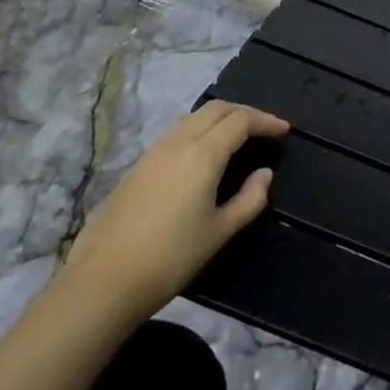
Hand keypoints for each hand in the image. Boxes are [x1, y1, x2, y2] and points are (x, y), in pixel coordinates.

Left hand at [59, 100, 288, 324]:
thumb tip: (264, 174)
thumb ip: (249, 199)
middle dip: (244, 112)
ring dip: (220, 118)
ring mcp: (153, 153)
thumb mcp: (220, 231)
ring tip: (238, 136)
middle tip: (265, 127)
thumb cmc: (171, 257)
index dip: (266, 121)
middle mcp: (177, 143)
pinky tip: (205, 153)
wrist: (104, 281)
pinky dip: (200, 130)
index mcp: (202, 155)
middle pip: (215, 109)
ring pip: (193, 117)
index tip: (285, 130)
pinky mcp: (137, 167)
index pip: (240, 121)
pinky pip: (176, 132)